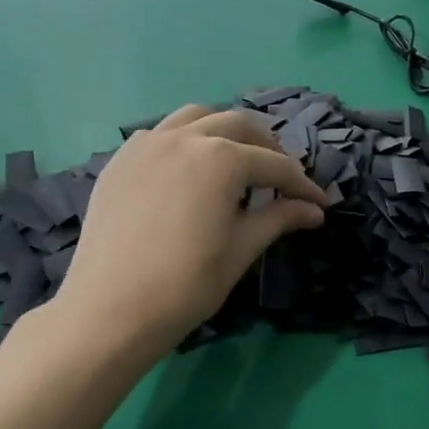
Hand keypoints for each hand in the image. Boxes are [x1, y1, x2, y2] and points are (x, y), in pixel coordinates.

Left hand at [57, 104, 326, 353]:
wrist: (109, 310)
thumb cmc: (185, 285)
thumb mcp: (240, 250)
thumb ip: (278, 219)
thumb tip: (314, 210)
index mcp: (221, 159)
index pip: (275, 165)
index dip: (302, 185)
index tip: (319, 203)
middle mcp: (186, 138)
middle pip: (239, 126)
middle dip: (267, 148)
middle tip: (282, 179)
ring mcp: (148, 144)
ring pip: (197, 118)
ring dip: (224, 132)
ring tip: (236, 160)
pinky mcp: (122, 159)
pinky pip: (161, 133)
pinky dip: (185, 139)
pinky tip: (189, 169)